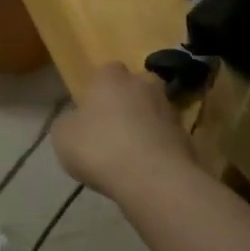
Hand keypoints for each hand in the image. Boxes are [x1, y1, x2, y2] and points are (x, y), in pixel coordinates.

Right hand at [52, 64, 197, 200]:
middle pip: (134, 88)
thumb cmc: (100, 149)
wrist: (153, 178)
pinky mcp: (186, 134)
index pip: (105, 72)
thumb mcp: (63, 137)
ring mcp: (169, 108)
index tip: (91, 113)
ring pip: (152, 111)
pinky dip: (157, 147)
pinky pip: (165, 136)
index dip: (98, 92)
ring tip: (130, 155)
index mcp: (111, 77)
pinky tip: (146, 169)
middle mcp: (143, 83)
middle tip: (113, 130)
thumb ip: (69, 122)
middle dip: (126, 104)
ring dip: (144, 126)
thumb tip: (77, 121)